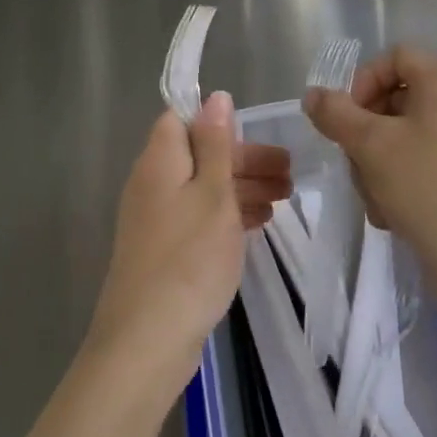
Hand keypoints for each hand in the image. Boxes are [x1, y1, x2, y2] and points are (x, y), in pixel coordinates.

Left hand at [84, 93, 290, 404]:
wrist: (147, 340)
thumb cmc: (189, 258)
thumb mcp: (213, 193)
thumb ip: (216, 144)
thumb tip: (214, 96)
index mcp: (160, 160)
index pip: (182, 119)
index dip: (218, 121)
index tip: (257, 132)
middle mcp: (153, 183)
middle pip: (200, 154)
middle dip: (244, 159)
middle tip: (289, 172)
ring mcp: (157, 219)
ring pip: (204, 188)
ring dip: (243, 188)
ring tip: (286, 198)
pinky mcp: (165, 250)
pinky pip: (201, 217)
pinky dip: (229, 215)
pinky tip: (259, 223)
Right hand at [304, 45, 436, 315]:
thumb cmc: (426, 187)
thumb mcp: (370, 145)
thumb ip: (336, 114)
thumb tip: (313, 95)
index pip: (395, 57)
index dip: (364, 79)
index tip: (348, 117)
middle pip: (394, 98)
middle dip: (365, 131)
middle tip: (354, 161)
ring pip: (401, 136)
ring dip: (375, 163)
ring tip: (373, 197)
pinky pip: (419, 162)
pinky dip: (397, 181)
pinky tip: (389, 213)